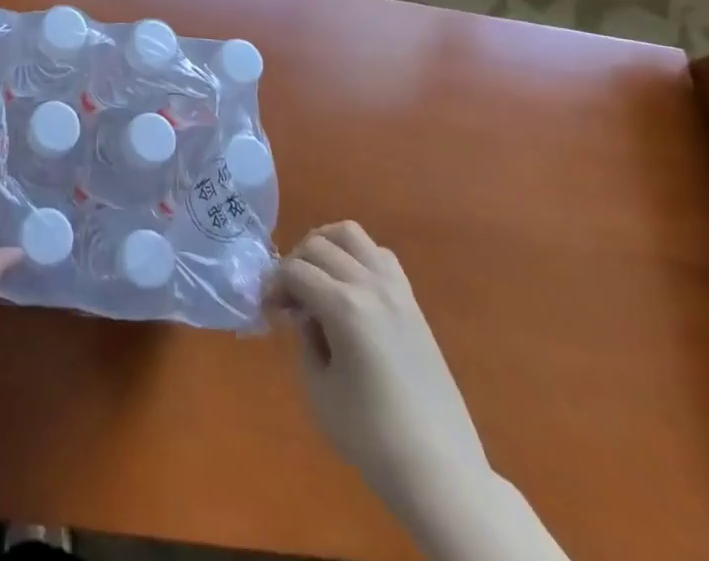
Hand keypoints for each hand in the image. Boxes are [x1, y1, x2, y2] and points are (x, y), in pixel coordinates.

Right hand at [268, 223, 489, 516]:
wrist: (440, 472)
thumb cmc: (371, 438)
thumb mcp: (318, 390)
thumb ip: (304, 340)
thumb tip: (303, 315)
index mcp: (344, 307)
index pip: (294, 271)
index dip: (273, 285)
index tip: (268, 310)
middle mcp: (370, 285)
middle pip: (318, 245)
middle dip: (294, 264)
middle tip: (288, 300)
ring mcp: (396, 290)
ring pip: (351, 235)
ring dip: (325, 246)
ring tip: (315, 278)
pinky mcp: (413, 302)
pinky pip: (379, 255)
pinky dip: (356, 257)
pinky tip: (349, 288)